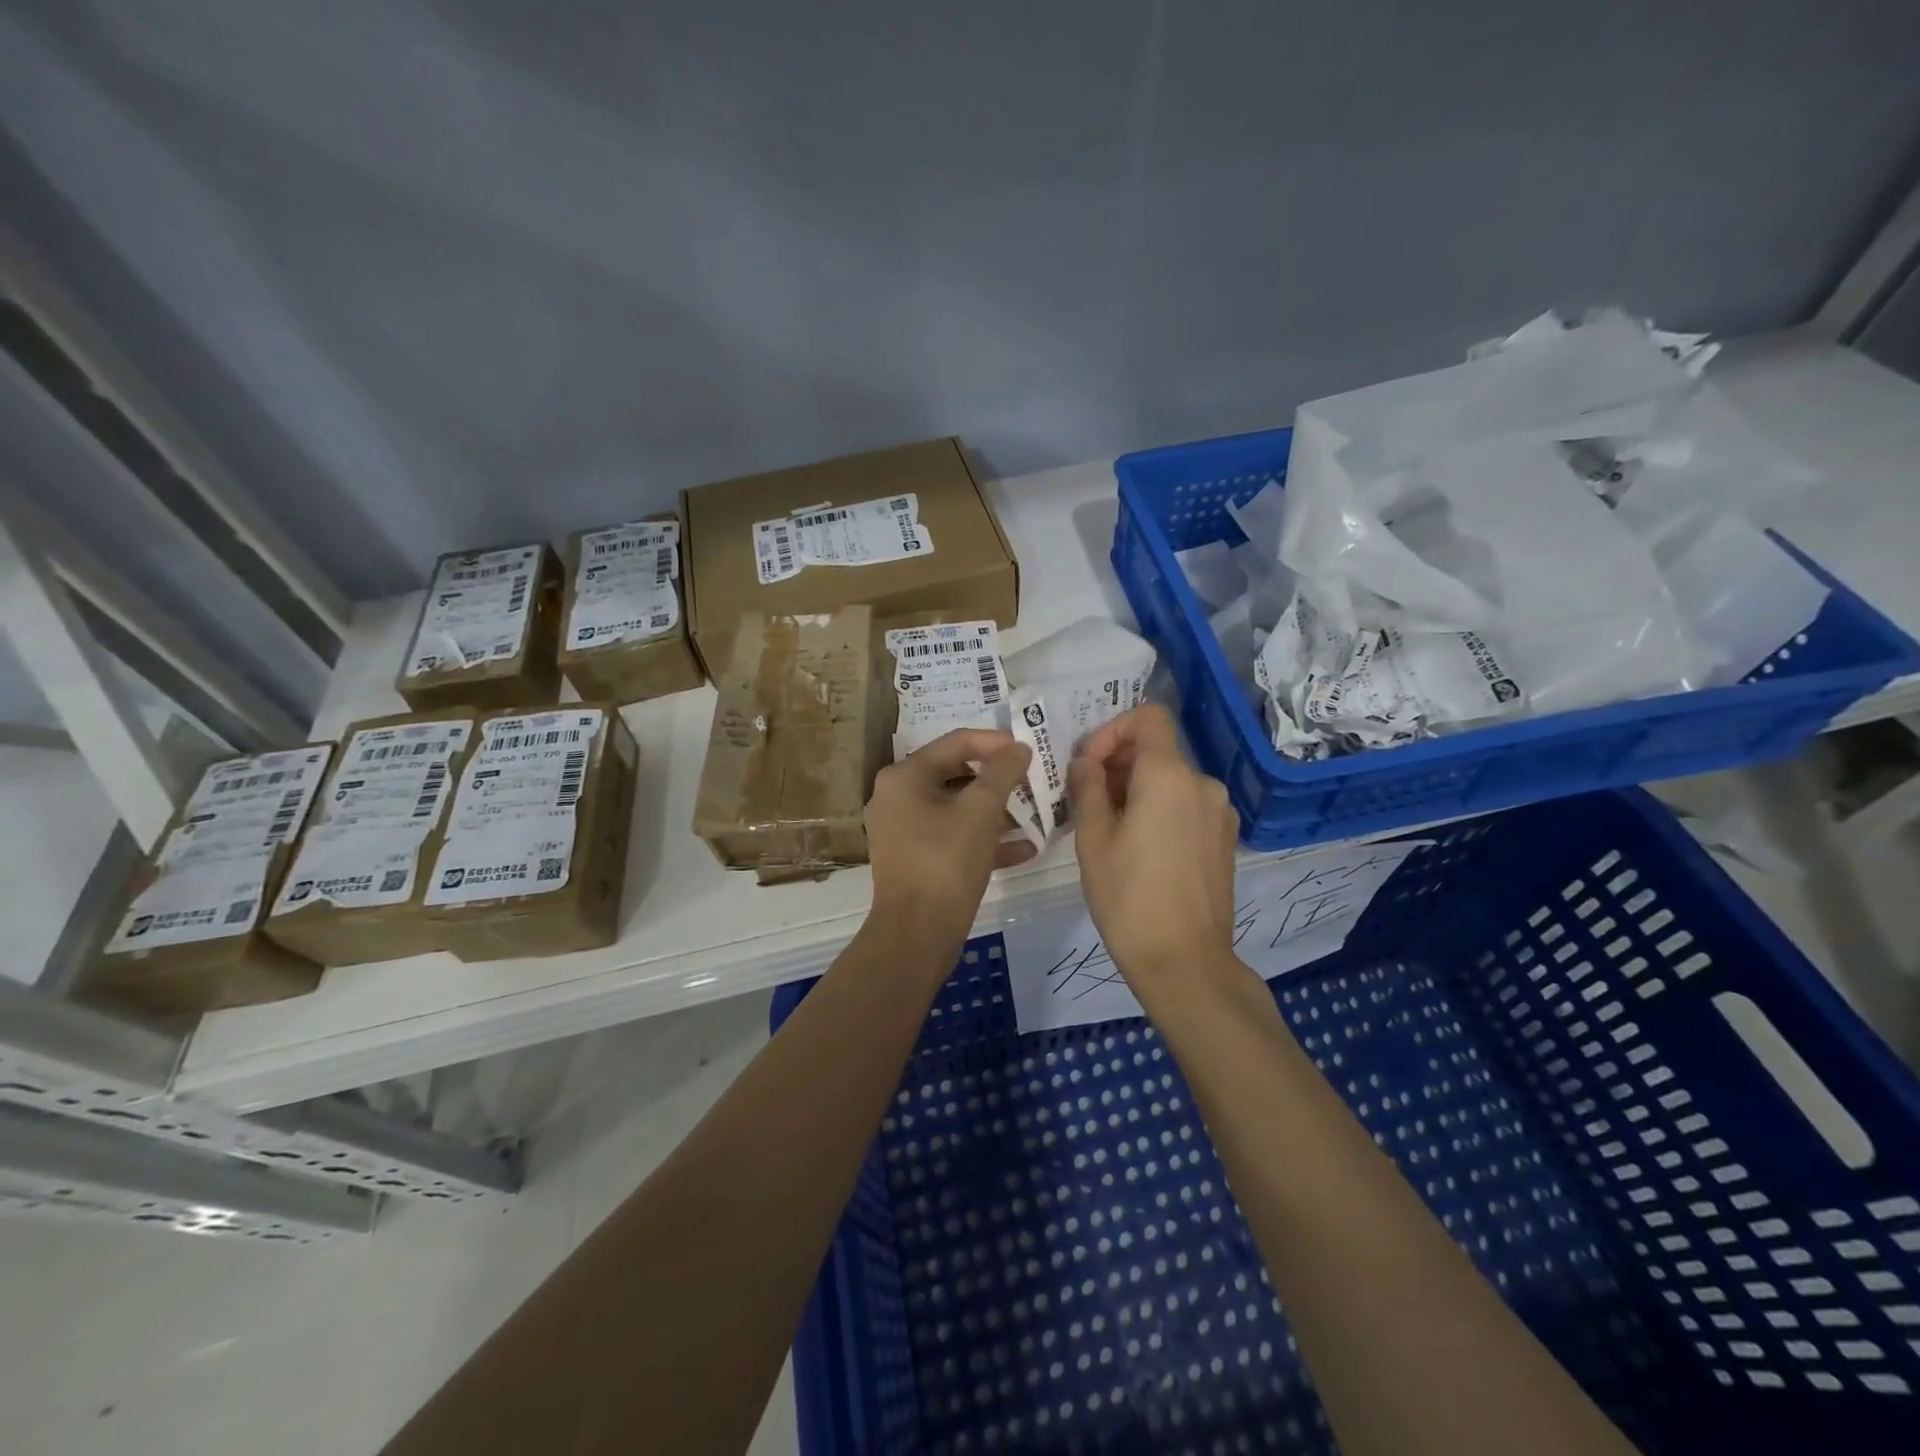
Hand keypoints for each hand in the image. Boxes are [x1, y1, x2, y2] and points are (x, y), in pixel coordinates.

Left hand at [866, 729, 1034, 939]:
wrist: (916, 934)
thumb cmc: (946, 863)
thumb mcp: (980, 812)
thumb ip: (1002, 773)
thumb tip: (1018, 748)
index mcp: (904, 777)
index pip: (956, 742)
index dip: (996, 742)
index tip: (1029, 749)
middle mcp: (897, 796)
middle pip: (956, 774)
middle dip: (999, 780)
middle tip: (1034, 781)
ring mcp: (903, 829)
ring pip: (957, 808)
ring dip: (997, 810)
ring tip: (1036, 814)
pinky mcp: (915, 858)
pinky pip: (953, 836)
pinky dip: (984, 838)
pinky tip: (1025, 849)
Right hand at [1070, 705, 1239, 1003]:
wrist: (1185, 962)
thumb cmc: (1129, 897)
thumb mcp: (1093, 839)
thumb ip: (1087, 788)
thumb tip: (1085, 763)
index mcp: (1169, 776)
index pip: (1147, 717)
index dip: (1112, 730)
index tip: (1088, 765)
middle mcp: (1203, 784)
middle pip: (1157, 750)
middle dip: (1117, 764)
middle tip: (1086, 800)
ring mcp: (1220, 813)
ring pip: (1171, 780)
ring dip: (1136, 789)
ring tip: (1108, 829)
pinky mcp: (1225, 839)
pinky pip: (1186, 805)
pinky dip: (1160, 809)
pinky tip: (1140, 848)